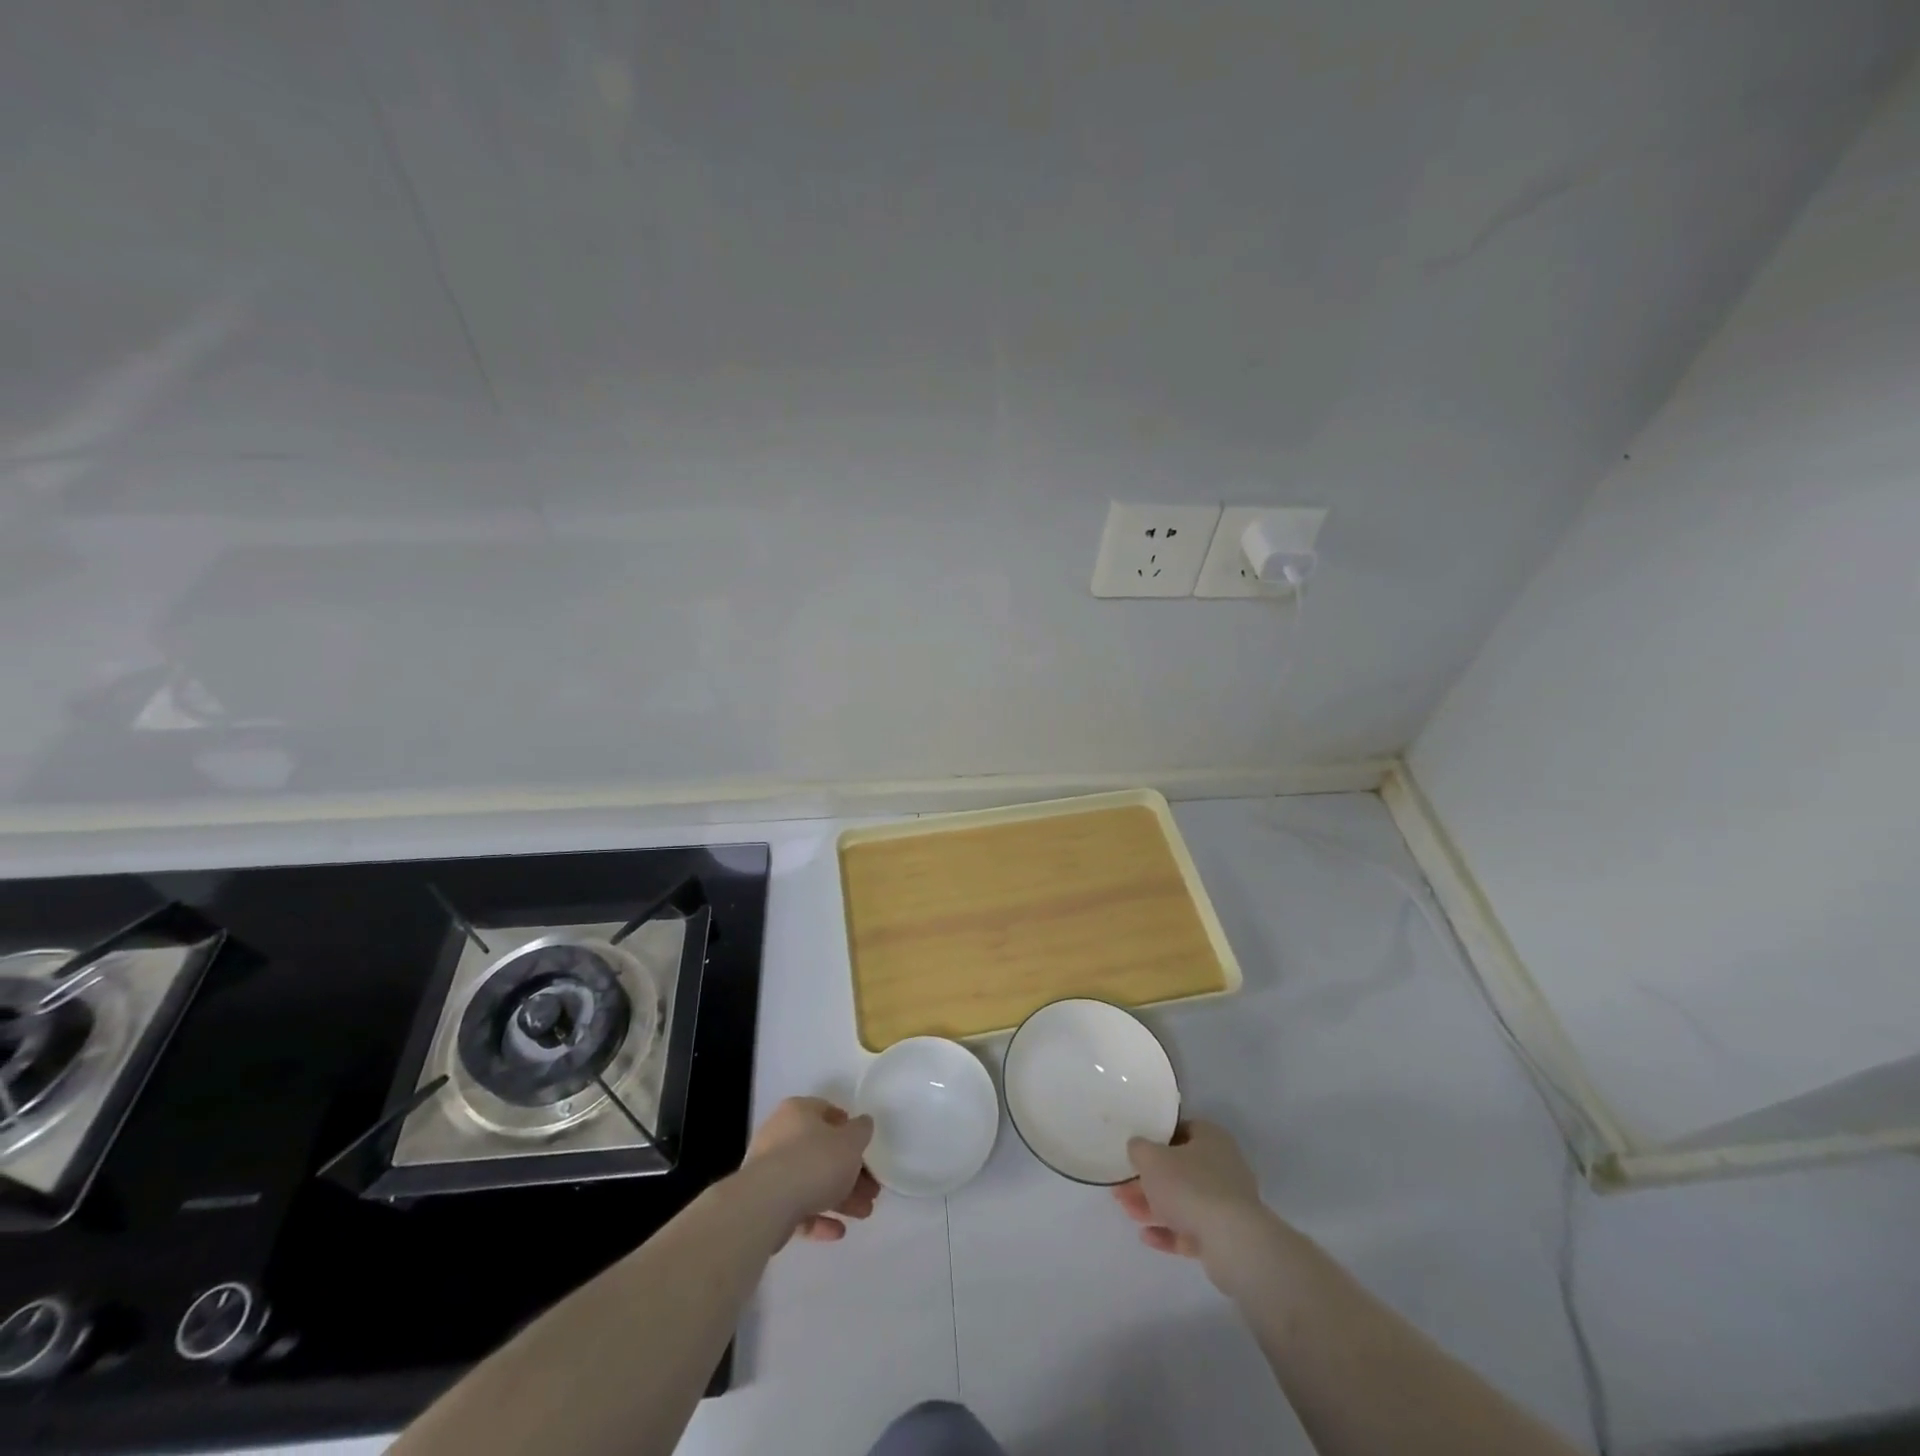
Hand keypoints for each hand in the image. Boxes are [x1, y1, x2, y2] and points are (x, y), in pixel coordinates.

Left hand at [742, 1097, 879, 1244]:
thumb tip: (862, 1124)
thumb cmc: (815, 1161)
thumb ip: (861, 1131)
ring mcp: (770, 1171)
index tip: (864, 1147)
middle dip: (850, 1172)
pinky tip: (838, 1231)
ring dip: (840, 1198)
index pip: (826, 1112)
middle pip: (822, 1152)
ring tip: (864, 1214)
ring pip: (811, 1181)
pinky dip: (818, 1217)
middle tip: (871, 1190)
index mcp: (798, 1112)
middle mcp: (780, 1136)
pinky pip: (797, 1207)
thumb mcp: (851, 1141)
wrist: (768, 1205)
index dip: (848, 1128)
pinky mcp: (765, 1204)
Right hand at [1112, 1120, 1267, 1268]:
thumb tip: (1138, 1147)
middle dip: (1149, 1179)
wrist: (1232, 1243)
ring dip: (1153, 1206)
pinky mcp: (1226, 1236)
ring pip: (1183, 1201)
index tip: (1135, 1150)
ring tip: (1127, 1211)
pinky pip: (1192, 1229)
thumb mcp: (1151, 1158)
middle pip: (1179, 1169)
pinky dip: (1169, 1231)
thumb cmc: (1190, 1186)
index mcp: (1211, 1138)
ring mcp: (1226, 1203)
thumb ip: (1139, 1149)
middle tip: (1122, 1187)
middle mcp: (1223, 1167)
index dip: (1156, 1138)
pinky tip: (1145, 1236)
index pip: (1181, 1130)